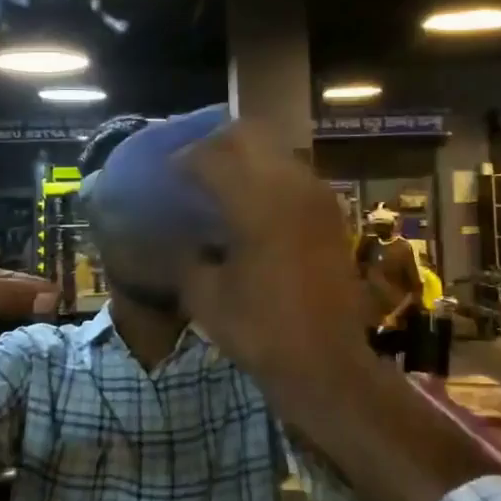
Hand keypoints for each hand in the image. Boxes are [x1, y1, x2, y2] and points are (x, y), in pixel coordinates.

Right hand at [174, 122, 371, 389]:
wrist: (326, 363)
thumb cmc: (260, 331)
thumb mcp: (205, 295)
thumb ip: (183, 254)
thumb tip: (171, 233)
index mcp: (257, 202)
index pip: (214, 156)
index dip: (185, 159)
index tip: (168, 171)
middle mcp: (291, 186)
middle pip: (249, 137)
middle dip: (216, 145)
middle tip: (193, 168)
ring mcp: (317, 197)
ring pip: (275, 151)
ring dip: (245, 158)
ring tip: (220, 183)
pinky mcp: (331, 213)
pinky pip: (294, 175)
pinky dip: (268, 177)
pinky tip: (252, 205)